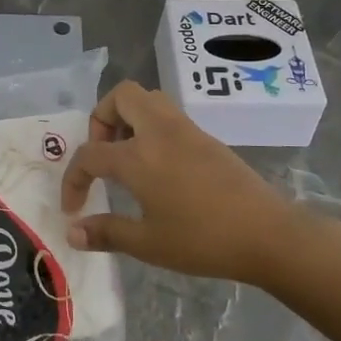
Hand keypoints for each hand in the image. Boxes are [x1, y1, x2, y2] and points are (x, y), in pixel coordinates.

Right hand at [59, 81, 337, 286]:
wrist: (267, 234)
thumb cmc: (202, 240)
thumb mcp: (148, 243)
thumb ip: (106, 233)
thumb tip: (72, 232)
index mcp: (138, 156)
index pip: (90, 154)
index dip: (73, 179)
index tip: (74, 207)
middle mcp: (159, 131)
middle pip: (121, 96)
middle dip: (101, 119)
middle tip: (103, 154)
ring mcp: (186, 130)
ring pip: (149, 99)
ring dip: (128, 118)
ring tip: (128, 157)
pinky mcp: (207, 138)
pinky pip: (169, 115)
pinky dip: (152, 128)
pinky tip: (159, 167)